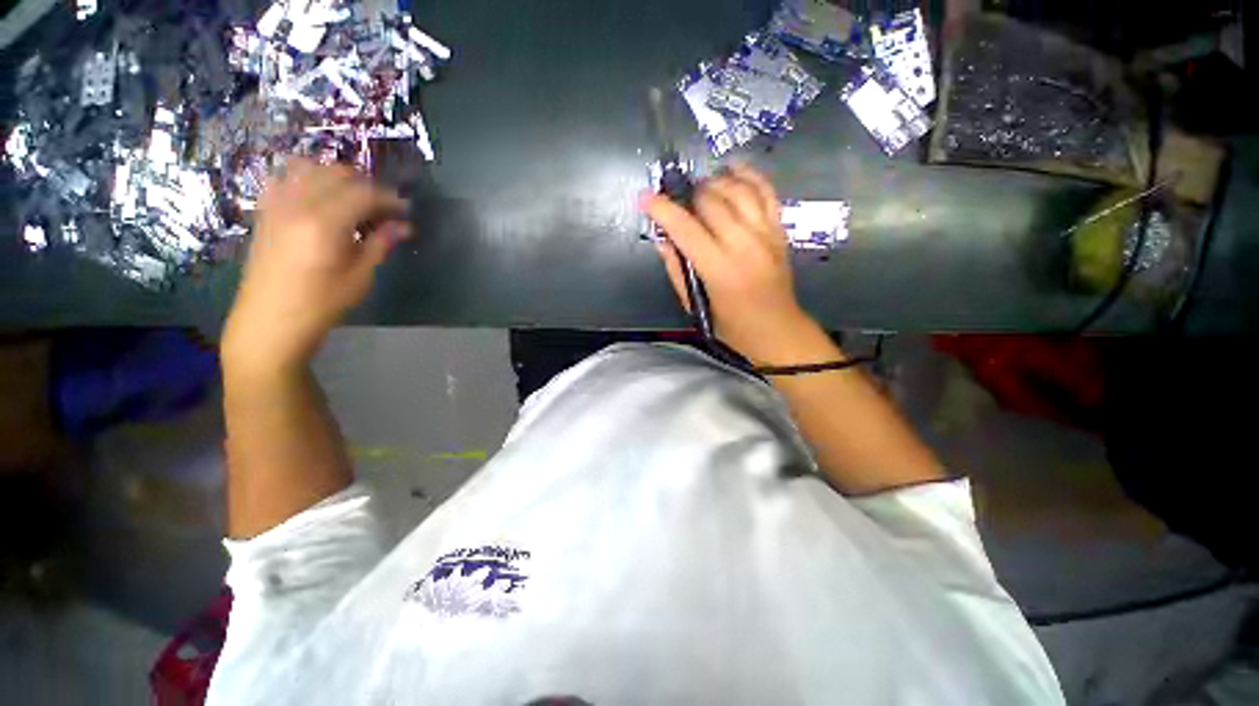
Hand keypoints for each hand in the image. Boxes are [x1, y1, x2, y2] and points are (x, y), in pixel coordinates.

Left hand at [223, 158, 409, 373]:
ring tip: (352, 197)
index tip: (405, 209)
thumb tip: (404, 226)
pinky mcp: (265, 211)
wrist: (270, 320)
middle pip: (335, 174)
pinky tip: (320, 198)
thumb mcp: (360, 277)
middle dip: (365, 184)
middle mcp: (297, 205)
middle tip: (383, 207)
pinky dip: (307, 178)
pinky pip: (285, 178)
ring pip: (308, 168)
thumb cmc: (321, 303)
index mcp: (324, 223)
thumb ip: (380, 244)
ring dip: (335, 176)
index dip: (388, 198)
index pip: (362, 193)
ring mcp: (276, 205)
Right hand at [642, 165, 815, 364]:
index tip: (646, 197)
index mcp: (719, 269)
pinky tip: (732, 170)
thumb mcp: (696, 305)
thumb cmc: (732, 326)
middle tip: (676, 201)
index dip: (662, 209)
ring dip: (714, 182)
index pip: (686, 228)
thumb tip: (663, 240)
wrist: (777, 330)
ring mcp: (766, 233)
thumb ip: (678, 270)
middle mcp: (744, 245)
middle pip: (711, 201)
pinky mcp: (780, 229)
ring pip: (738, 189)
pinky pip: (766, 191)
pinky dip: (748, 175)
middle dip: (688, 194)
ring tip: (700, 188)